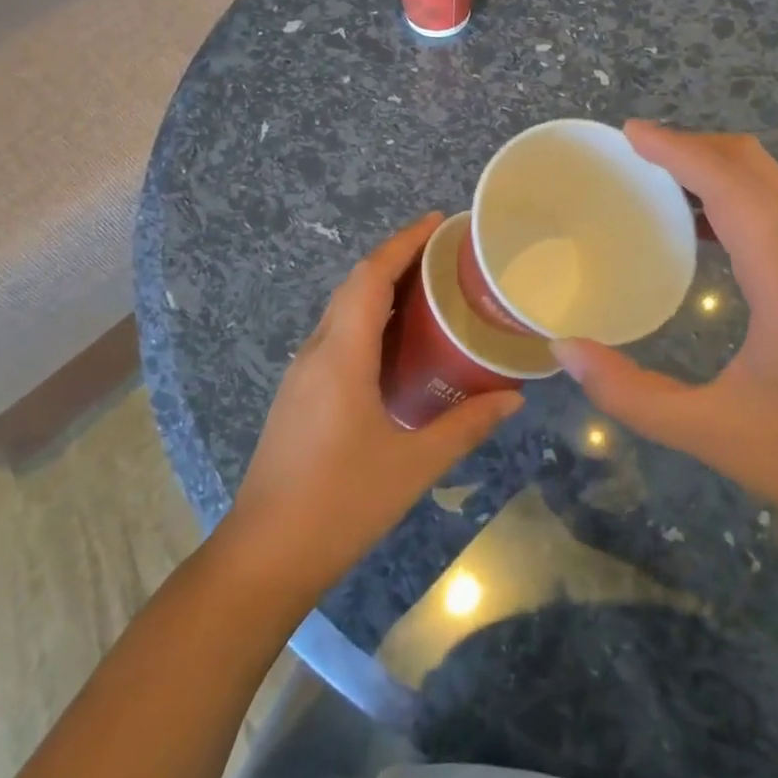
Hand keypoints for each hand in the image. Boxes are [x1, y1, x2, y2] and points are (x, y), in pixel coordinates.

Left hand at [221, 214, 523, 603]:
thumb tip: (514, 398)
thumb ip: (466, 425)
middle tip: (444, 254)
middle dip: (396, 258)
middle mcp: (317, 351)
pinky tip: (397, 344)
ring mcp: (302, 373)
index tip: (437, 220)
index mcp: (342, 354)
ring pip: (343, 310)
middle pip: (355, 285)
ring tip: (429, 290)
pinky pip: (337, 336)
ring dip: (381, 289)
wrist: (263, 557)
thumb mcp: (413, 464)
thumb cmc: (340, 504)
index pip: (371, 276)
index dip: (403, 241)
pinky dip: (368, 320)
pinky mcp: (299, 395)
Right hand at [552, 123, 777, 544]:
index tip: (629, 133)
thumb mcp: (709, 432)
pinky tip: (702, 229)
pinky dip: (737, 198)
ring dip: (717, 169)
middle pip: (755, 167)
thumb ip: (629, 393)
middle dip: (695, 146)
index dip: (677, 149)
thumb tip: (565, 350)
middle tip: (636, 151)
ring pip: (773, 186)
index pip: (729, 184)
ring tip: (660, 180)